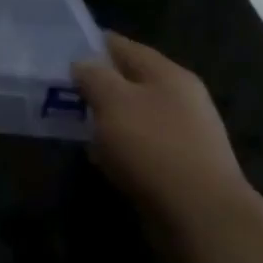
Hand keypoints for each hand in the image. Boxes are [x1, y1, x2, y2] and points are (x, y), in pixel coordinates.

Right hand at [73, 34, 249, 217]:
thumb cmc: (154, 148)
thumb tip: (83, 64)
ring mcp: (186, 133)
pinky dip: (122, 148)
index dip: (90, 45)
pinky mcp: (183, 166)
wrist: (202, 217)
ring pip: (136, 114)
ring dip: (109, 119)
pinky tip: (103, 159)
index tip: (60, 53)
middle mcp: (182, 97)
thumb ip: (94, 77)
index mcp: (168, 73)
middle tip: (63, 93)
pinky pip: (144, 145)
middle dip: (98, 85)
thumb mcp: (113, 102)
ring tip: (77, 126)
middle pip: (131, 80)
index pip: (123, 45)